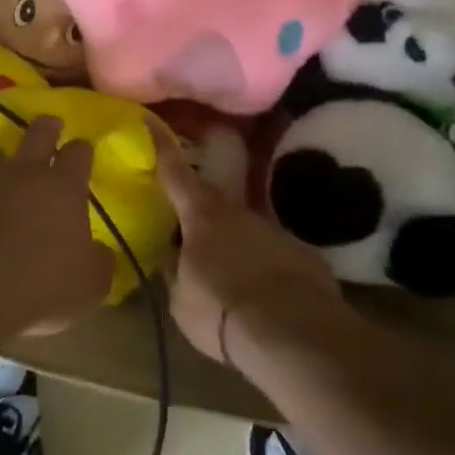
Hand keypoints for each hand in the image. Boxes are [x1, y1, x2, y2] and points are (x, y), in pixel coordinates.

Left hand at [0, 116, 112, 335]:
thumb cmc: (39, 289)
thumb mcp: (90, 286)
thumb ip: (98, 262)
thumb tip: (99, 252)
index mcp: (62, 188)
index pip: (78, 154)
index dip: (81, 150)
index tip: (82, 149)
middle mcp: (21, 173)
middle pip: (37, 134)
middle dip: (46, 128)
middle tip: (50, 124)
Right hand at [153, 126, 339, 365]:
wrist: (295, 334)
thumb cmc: (222, 311)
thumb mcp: (181, 298)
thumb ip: (175, 270)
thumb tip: (173, 255)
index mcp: (201, 215)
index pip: (174, 172)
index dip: (161, 145)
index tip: (150, 120)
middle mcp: (239, 211)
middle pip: (214, 198)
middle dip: (200, 205)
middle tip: (189, 220)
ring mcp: (275, 230)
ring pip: (246, 227)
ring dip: (235, 242)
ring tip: (228, 271)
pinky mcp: (304, 254)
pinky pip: (273, 255)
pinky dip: (264, 267)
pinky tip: (263, 293)